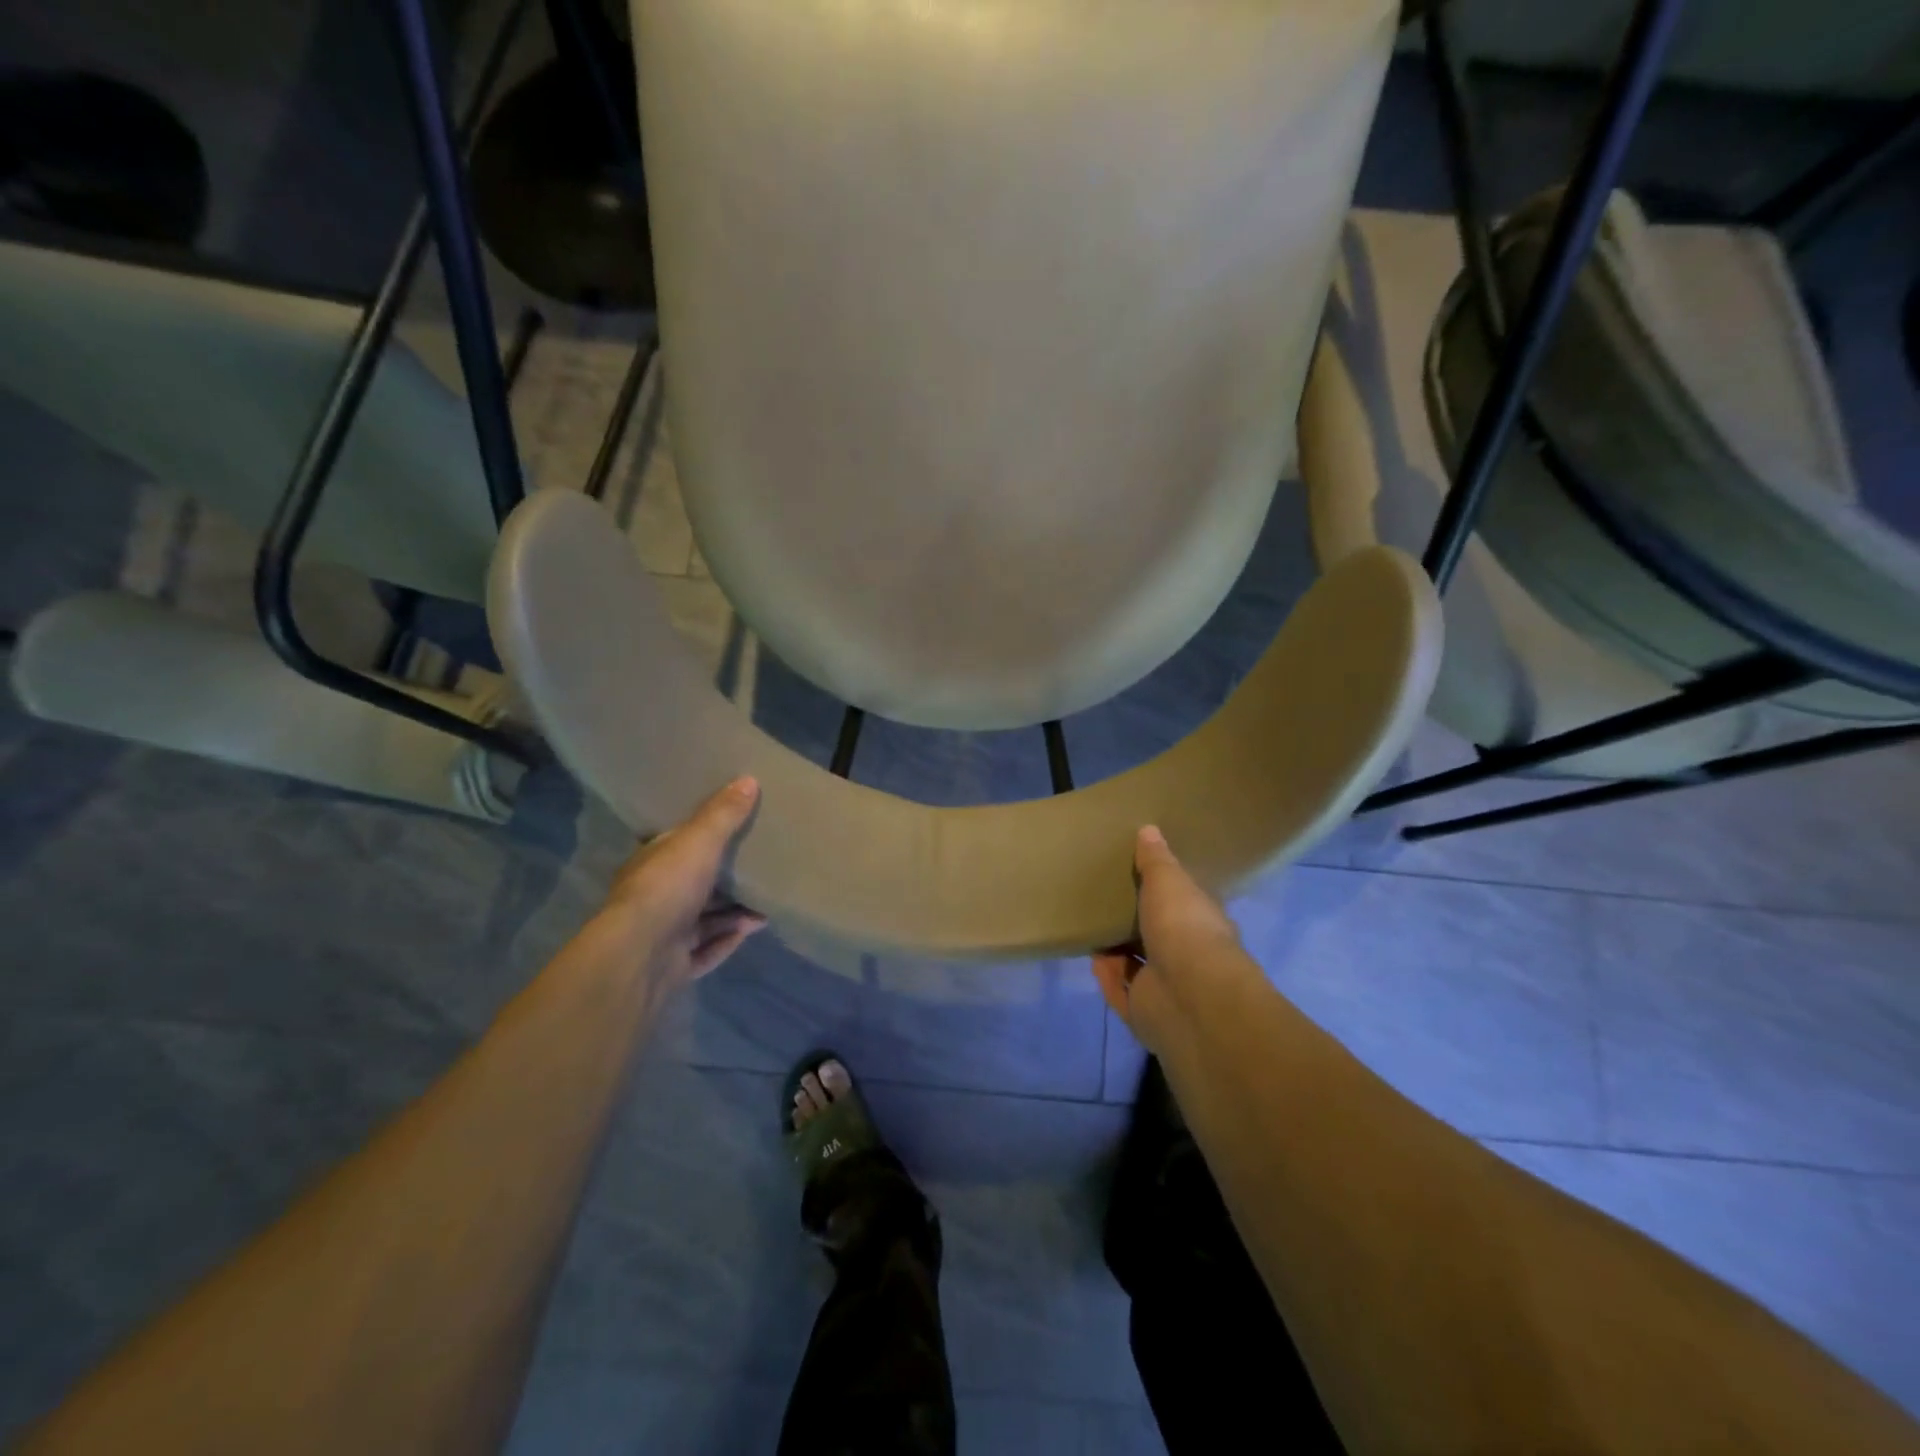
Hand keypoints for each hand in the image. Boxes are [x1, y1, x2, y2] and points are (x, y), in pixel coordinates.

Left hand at [601, 777, 767, 985]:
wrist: (640, 956)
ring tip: (766, 907)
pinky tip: (752, 931)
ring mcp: (662, 936)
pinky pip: (706, 951)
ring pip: (703, 921)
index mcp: (652, 864)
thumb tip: (749, 779)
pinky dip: (728, 941)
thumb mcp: (699, 841)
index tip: (733, 831)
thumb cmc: (667, 888)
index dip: (702, 838)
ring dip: (734, 915)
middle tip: (760, 872)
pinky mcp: (673, 966)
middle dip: (726, 882)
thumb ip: (723, 814)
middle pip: (694, 885)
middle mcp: (654, 898)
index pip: (676, 846)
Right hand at [1092, 826, 1251, 1055]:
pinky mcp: (1144, 1011)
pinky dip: (1107, 975)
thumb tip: (1149, 829)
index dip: (1167, 892)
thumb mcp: (1168, 881)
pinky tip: (1092, 956)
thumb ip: (1155, 860)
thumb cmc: (1184, 927)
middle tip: (1108, 900)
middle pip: (1159, 936)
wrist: (1188, 995)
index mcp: (1202, 923)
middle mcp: (1189, 956)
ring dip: (1118, 950)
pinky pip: (1120, 990)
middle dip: (1137, 922)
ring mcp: (1167, 987)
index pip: (1185, 904)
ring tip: (1093, 926)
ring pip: (1138, 965)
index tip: (1142, 876)